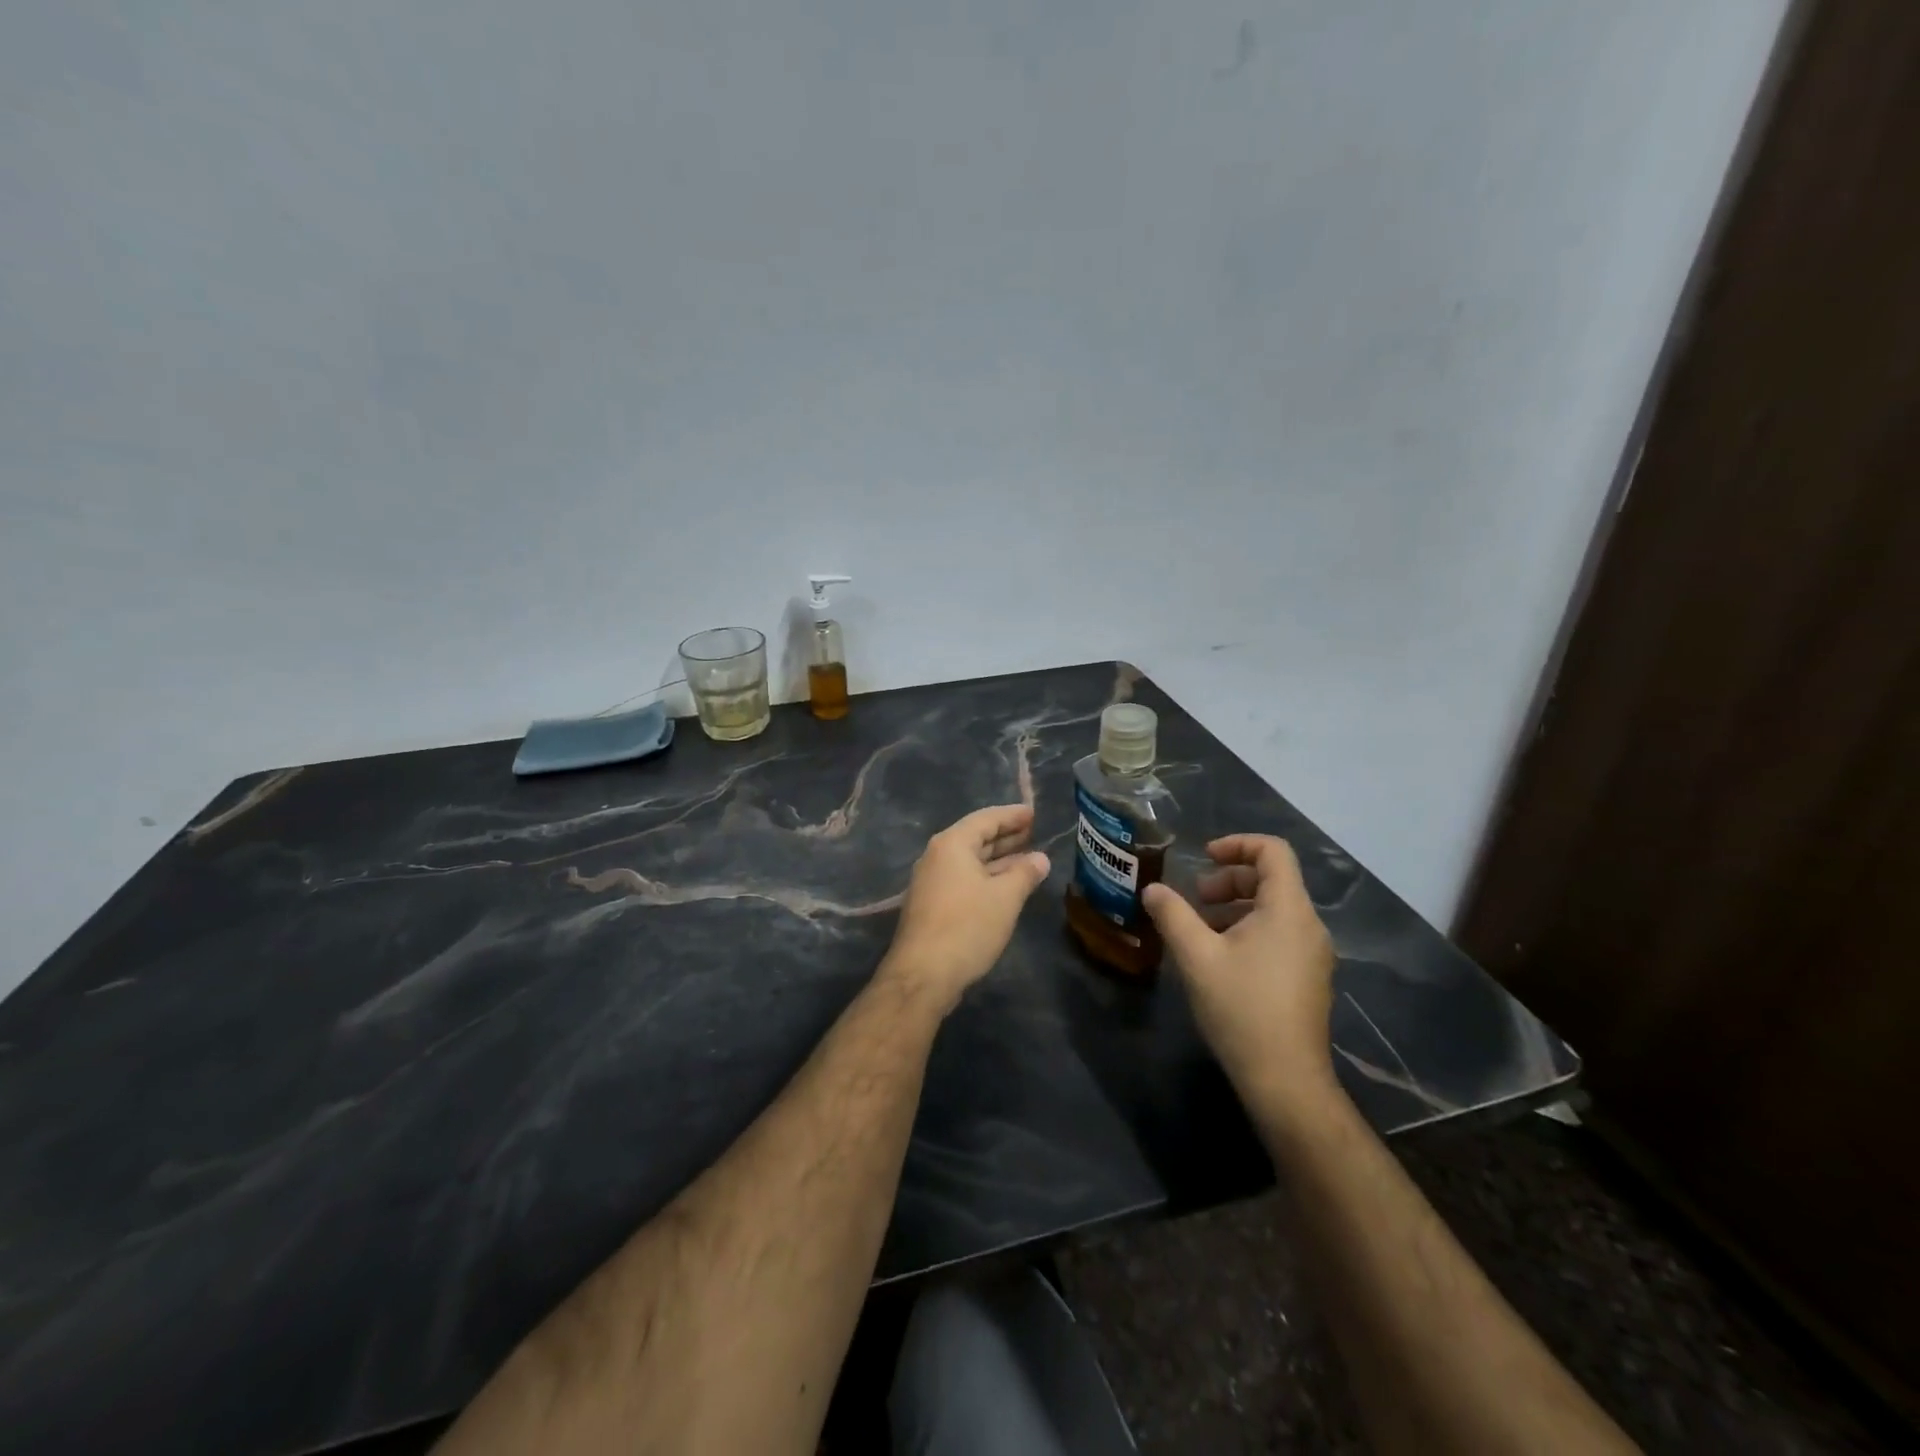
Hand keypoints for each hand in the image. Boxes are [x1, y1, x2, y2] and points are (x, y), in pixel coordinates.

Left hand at [882, 804, 1051, 1012]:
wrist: (923, 974)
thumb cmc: (967, 927)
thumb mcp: (1005, 898)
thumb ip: (1025, 873)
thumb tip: (1040, 858)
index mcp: (952, 844)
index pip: (986, 819)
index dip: (1012, 815)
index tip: (1034, 813)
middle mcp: (937, 856)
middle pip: (975, 837)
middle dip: (1006, 836)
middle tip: (1034, 833)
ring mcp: (931, 881)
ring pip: (969, 861)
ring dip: (998, 859)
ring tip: (1027, 858)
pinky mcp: (931, 904)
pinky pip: (963, 878)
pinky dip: (986, 876)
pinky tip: (1005, 886)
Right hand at [1142, 835, 1338, 1112]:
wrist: (1285, 1080)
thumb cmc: (1241, 1008)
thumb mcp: (1196, 956)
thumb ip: (1172, 914)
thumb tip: (1153, 889)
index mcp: (1287, 910)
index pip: (1273, 851)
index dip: (1237, 844)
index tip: (1203, 858)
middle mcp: (1308, 925)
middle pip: (1273, 879)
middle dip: (1230, 879)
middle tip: (1195, 897)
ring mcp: (1313, 954)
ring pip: (1274, 909)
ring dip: (1235, 906)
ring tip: (1200, 928)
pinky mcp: (1309, 978)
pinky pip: (1280, 935)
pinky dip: (1249, 929)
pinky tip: (1220, 958)